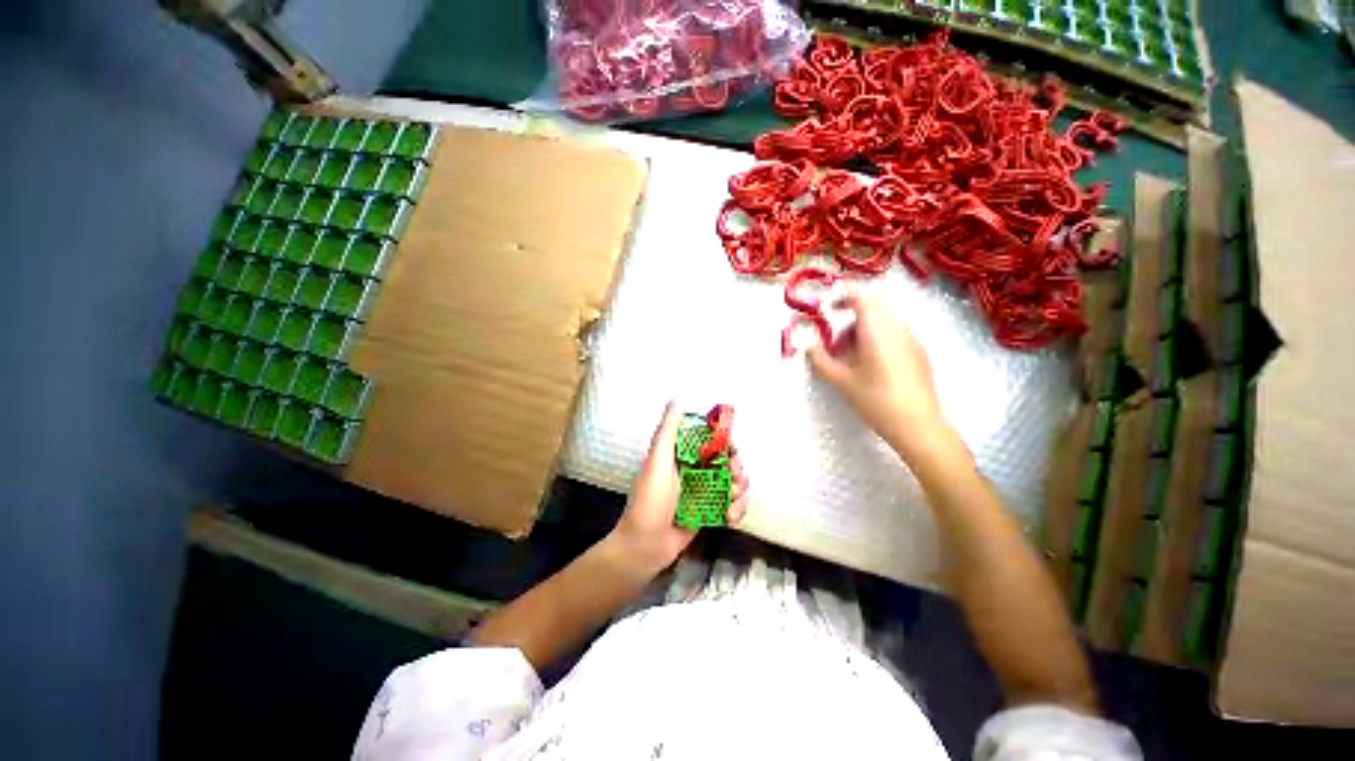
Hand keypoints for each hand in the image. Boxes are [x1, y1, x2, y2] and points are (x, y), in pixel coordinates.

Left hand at [607, 403, 748, 576]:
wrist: (645, 547)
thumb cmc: (650, 500)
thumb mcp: (658, 461)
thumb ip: (668, 431)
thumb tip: (676, 399)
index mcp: (681, 455)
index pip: (709, 440)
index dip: (724, 442)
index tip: (732, 448)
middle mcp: (693, 470)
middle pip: (725, 461)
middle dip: (736, 467)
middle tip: (735, 476)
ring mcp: (702, 493)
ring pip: (732, 483)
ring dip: (740, 489)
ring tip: (733, 499)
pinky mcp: (708, 512)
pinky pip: (730, 505)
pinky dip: (736, 509)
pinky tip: (730, 517)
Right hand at [808, 290, 949, 457]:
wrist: (918, 425)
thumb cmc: (875, 400)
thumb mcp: (841, 381)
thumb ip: (821, 360)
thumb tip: (808, 346)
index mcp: (877, 331)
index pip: (863, 299)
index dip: (845, 297)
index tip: (830, 307)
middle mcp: (898, 329)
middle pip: (875, 308)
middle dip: (853, 316)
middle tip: (837, 339)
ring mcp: (913, 340)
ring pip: (886, 321)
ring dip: (866, 328)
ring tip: (852, 355)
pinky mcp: (920, 353)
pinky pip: (897, 333)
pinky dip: (880, 337)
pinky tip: (872, 364)